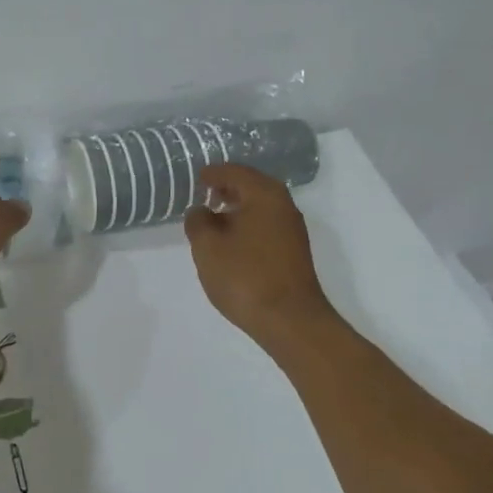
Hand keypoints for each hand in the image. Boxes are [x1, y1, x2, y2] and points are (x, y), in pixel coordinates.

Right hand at [183, 164, 333, 346]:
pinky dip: (248, 225)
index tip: (197, 178)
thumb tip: (201, 211)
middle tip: (205, 195)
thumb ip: (198, 222)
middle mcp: (284, 205)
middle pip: (252, 186)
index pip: (235, 172)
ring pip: (260, 207)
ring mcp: (293, 230)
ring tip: (214, 220)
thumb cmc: (245, 276)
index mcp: (264, 195)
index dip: (213, 173)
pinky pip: (266, 225)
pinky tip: (232, 242)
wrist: (290, 320)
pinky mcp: (294, 252)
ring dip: (238, 208)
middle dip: (227, 188)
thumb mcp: (208, 246)